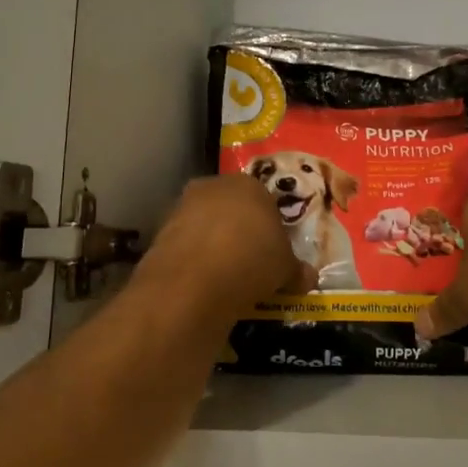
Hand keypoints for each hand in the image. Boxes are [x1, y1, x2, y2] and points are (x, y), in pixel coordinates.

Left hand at [139, 174, 298, 320]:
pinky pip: (186, 244)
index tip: (273, 250)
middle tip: (250, 260)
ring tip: (225, 275)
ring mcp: (183, 206)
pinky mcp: (160, 231)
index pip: (265, 199)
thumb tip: (307, 278)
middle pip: (232, 207)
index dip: (270, 226)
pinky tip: (202, 281)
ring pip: (205, 224)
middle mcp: (214, 186)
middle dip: (240, 230)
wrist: (194, 281)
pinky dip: (193, 259)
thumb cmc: (252, 261)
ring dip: (214, 243)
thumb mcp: (285, 269)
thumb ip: (296, 270)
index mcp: (250, 185)